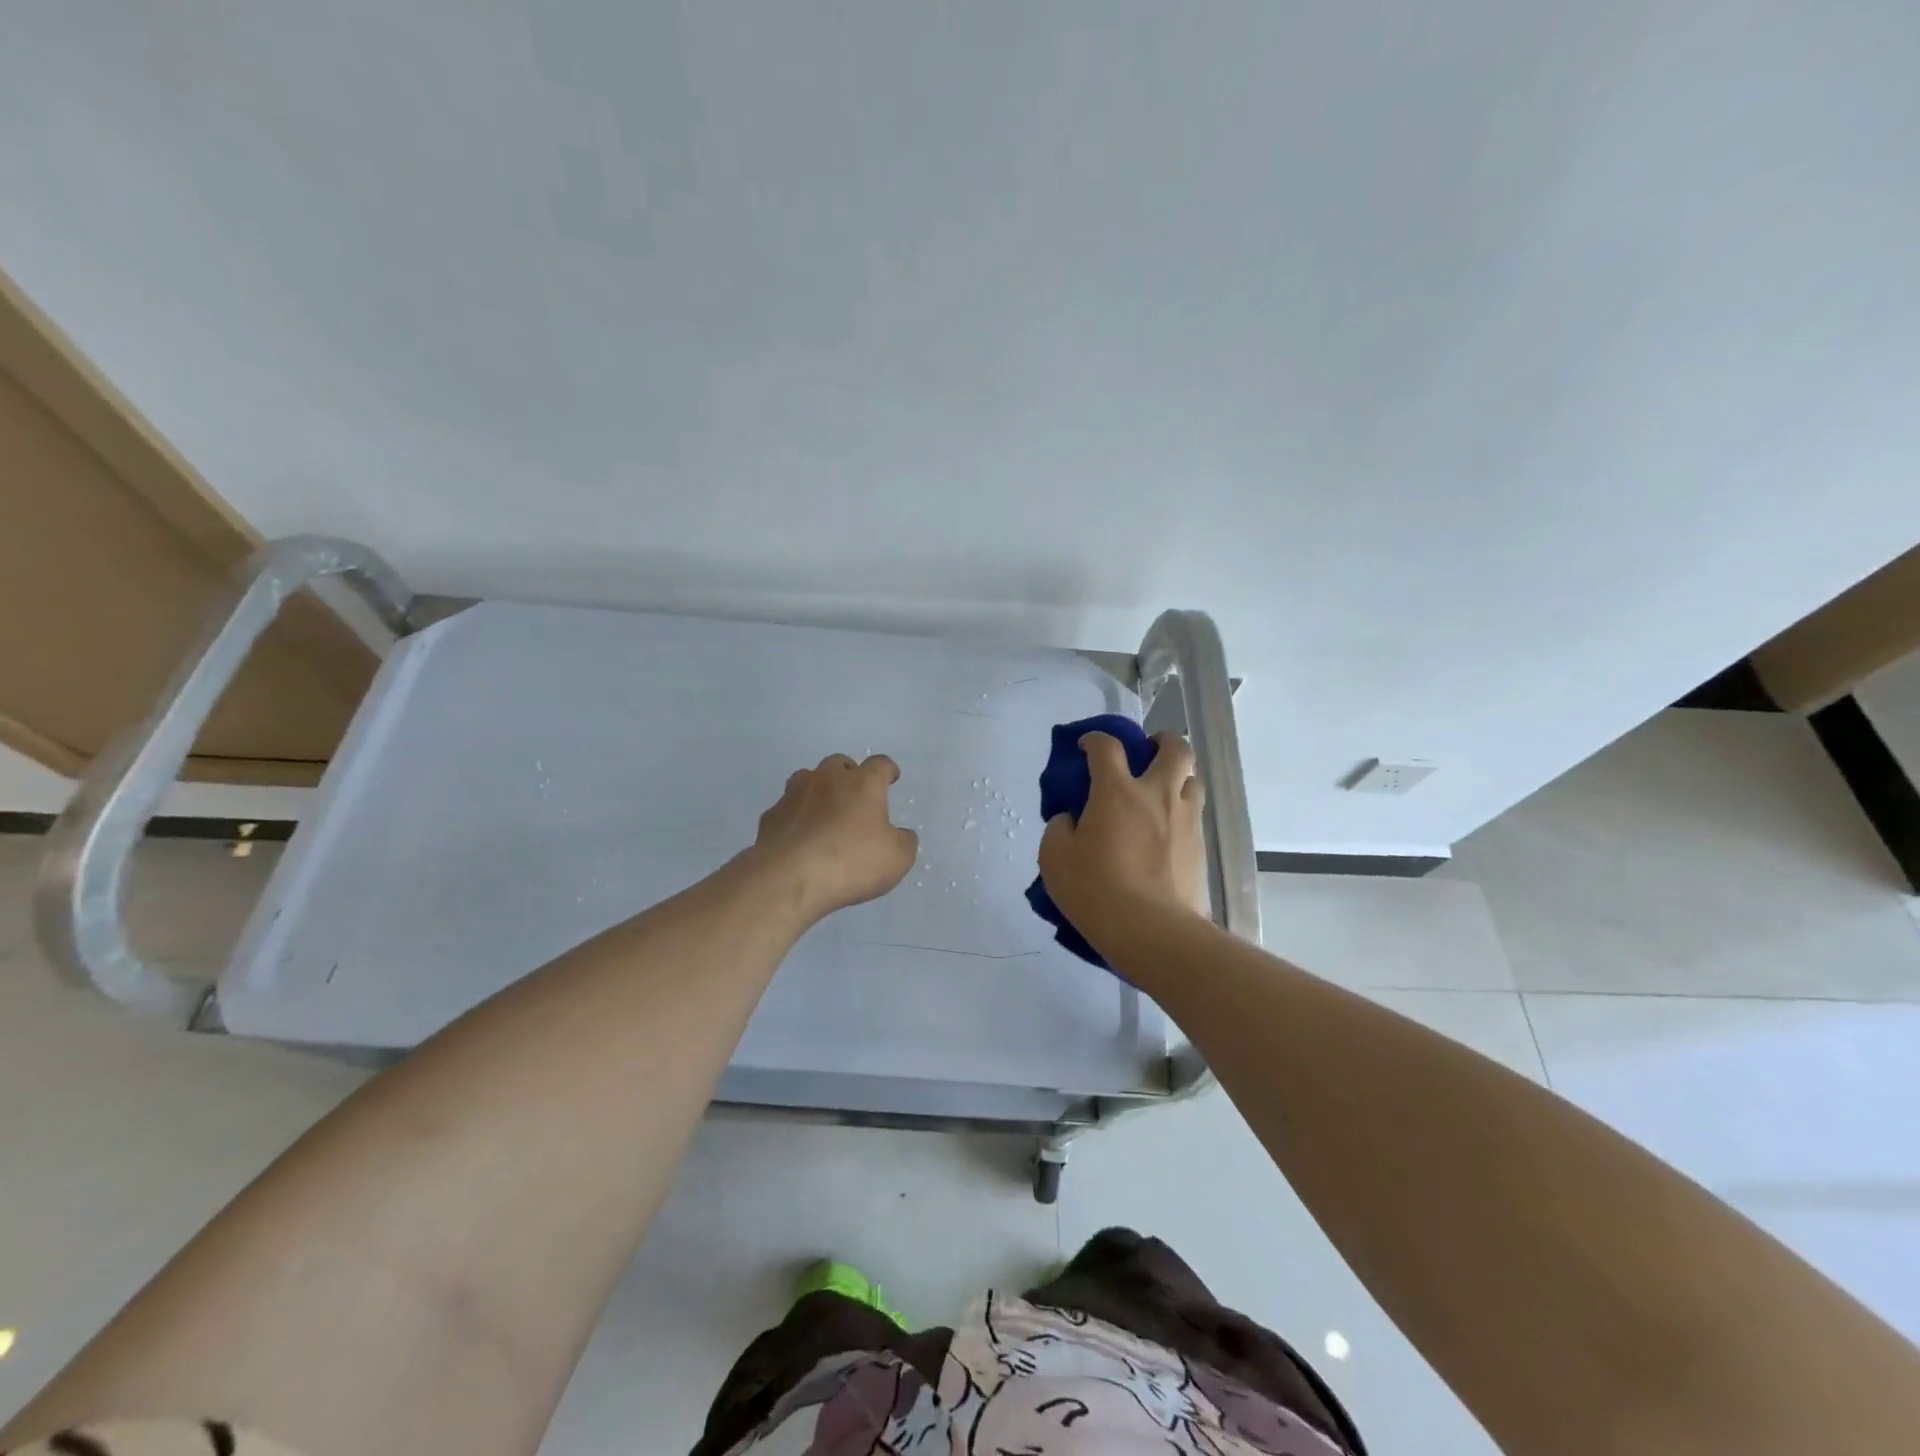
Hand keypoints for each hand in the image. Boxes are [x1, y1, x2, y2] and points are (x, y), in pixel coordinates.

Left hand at [751, 753, 918, 921]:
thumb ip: (904, 841)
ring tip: (824, 810)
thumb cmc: (852, 862)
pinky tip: (799, 835)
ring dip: (818, 789)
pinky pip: (787, 808)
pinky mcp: (771, 816)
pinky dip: (795, 816)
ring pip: (808, 778)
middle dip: (849, 774)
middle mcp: (828, 779)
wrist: (790, 878)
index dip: (888, 770)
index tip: (891, 777)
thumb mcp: (897, 858)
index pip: (880, 764)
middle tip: (855, 794)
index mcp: (863, 784)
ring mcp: (794, 794)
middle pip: (839, 763)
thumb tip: (900, 834)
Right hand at [1038, 731, 1209, 936]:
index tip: (1086, 746)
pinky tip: (1167, 833)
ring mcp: (1185, 820)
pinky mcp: (1200, 847)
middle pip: (1175, 748)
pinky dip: (1182, 813)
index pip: (1107, 746)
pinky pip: (1195, 816)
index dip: (1094, 739)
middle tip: (1147, 754)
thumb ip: (1059, 829)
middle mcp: (1157, 794)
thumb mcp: (1055, 859)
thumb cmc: (1096, 890)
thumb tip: (1070, 820)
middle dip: (1161, 741)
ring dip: (1178, 776)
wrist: (1152, 930)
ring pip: (1193, 779)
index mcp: (1117, 791)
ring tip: (1162, 793)